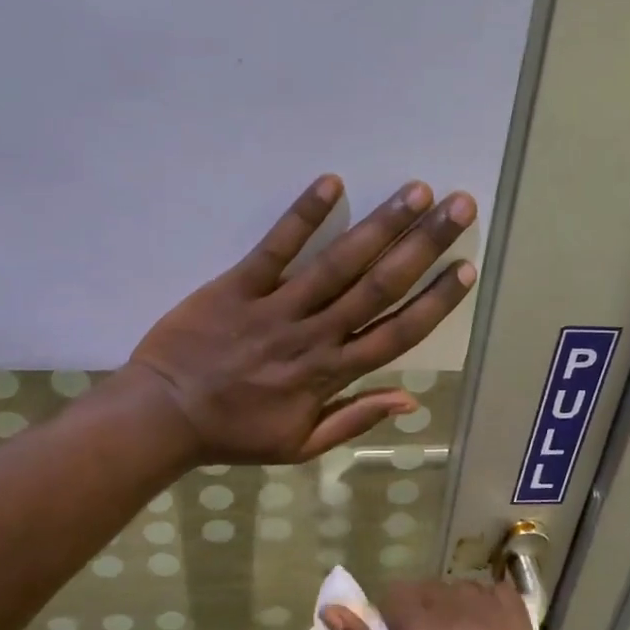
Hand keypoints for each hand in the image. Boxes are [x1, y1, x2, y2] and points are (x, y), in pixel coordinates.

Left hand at [126, 175, 476, 465]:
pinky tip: (332, 183)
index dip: (434, 301)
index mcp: (330, 375)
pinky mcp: (237, 286)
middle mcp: (313, 336)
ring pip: (338, 264)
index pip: (396, 334)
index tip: (466, 269)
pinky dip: (302, 216)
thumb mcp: (300, 446)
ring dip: (380, 226)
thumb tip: (411, 400)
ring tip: (416, 191)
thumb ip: (355, 419)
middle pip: (379, 288)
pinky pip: (275, 248)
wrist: (163, 417)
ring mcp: (275, 308)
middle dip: (424, 246)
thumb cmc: (234, 433)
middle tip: (459, 207)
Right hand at [324, 579, 549, 629]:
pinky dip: (486, 602)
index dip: (390, 619)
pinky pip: (496, 590)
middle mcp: (455, 609)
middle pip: (427, 588)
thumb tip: (331, 610)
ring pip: (460, 587)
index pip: (394, 593)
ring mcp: (492, 613)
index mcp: (419, 628)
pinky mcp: (519, 622)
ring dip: (452, 606)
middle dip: (419, 612)